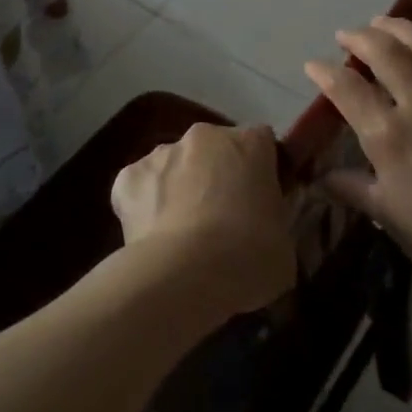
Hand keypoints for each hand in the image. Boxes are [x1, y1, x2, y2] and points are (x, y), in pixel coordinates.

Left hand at [110, 123, 295, 319]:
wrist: (188, 274)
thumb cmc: (250, 257)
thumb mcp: (284, 244)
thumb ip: (274, 223)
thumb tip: (264, 234)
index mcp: (250, 143)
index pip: (262, 143)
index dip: (261, 171)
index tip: (262, 202)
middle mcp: (204, 136)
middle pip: (214, 149)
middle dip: (217, 175)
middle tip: (222, 220)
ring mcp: (161, 154)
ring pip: (174, 166)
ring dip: (179, 188)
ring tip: (183, 234)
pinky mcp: (126, 178)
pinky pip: (140, 188)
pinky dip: (145, 206)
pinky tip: (152, 237)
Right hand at [304, 17, 411, 312]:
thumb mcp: (384, 214)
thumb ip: (351, 186)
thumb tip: (322, 176)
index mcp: (388, 136)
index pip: (347, 88)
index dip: (324, 72)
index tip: (313, 65)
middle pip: (386, 53)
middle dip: (360, 38)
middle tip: (347, 36)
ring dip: (400, 30)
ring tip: (383, 24)